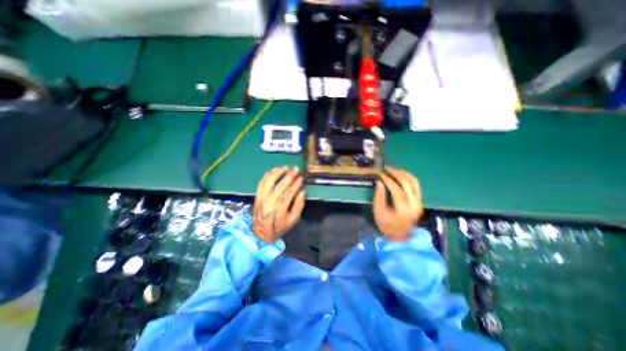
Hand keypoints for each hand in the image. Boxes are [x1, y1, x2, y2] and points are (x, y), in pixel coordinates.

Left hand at [251, 167, 305, 242]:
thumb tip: (302, 191)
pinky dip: (268, 175)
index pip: (290, 191)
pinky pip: (262, 182)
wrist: (261, 233)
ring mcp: (262, 197)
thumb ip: (298, 205)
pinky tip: (274, 170)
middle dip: (290, 175)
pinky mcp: (257, 195)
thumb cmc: (279, 226)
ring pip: (270, 180)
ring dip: (278, 172)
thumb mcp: (293, 219)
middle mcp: (270, 200)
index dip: (296, 183)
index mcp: (280, 207)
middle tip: (296, 169)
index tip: (301, 177)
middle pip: (281, 184)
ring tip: (285, 167)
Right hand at [370, 166, 425, 239]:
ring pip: (414, 182)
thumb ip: (379, 197)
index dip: (388, 180)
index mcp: (404, 209)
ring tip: (393, 169)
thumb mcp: (379, 213)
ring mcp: (419, 202)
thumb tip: (379, 182)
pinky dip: (409, 177)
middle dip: (396, 173)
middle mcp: (414, 204)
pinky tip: (401, 175)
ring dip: (404, 173)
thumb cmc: (387, 226)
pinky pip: (416, 185)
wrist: (401, 237)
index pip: (397, 190)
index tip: (380, 174)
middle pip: (407, 183)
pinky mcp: (419, 201)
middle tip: (386, 168)